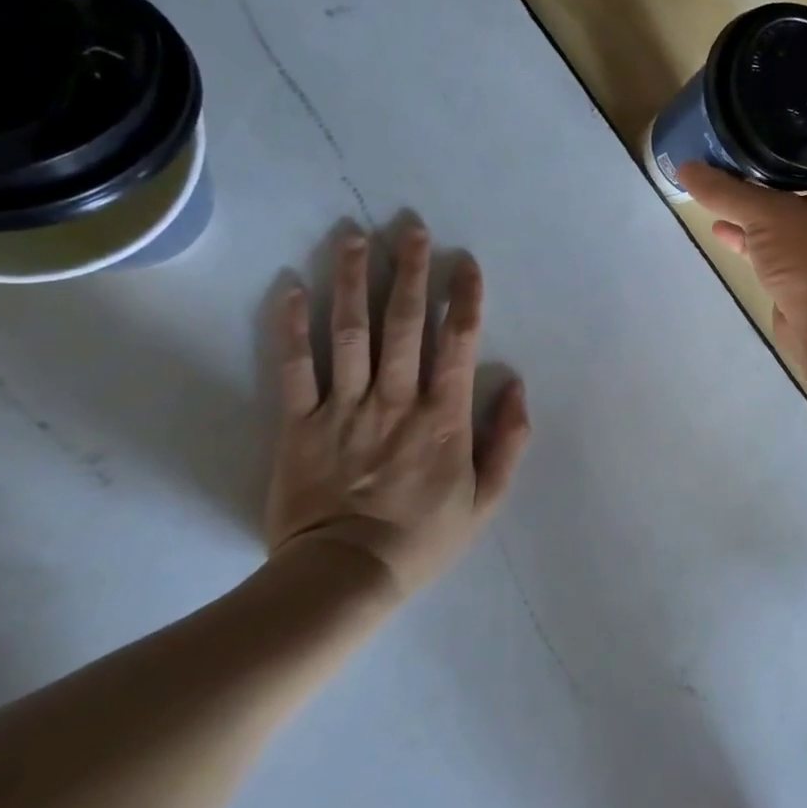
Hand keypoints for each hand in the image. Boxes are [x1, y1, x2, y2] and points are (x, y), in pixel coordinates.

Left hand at [265, 228, 530, 599]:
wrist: (342, 580)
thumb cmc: (422, 538)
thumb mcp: (486, 499)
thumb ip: (508, 441)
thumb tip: (517, 386)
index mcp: (443, 417)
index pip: (457, 342)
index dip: (464, 297)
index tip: (465, 262)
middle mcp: (396, 400)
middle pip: (403, 323)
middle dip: (410, 271)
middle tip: (411, 227)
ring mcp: (344, 408)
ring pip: (349, 332)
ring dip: (353, 280)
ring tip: (355, 237)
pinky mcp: (298, 424)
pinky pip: (294, 368)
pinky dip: (291, 326)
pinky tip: (290, 287)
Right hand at [678, 135, 806, 356]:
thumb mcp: (768, 215)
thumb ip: (726, 191)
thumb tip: (686, 168)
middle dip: (788, 154)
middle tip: (758, 126)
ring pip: (789, 210)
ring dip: (762, 197)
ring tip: (729, 172)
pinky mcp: (801, 270)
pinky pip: (772, 243)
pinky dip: (748, 235)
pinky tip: (720, 226)